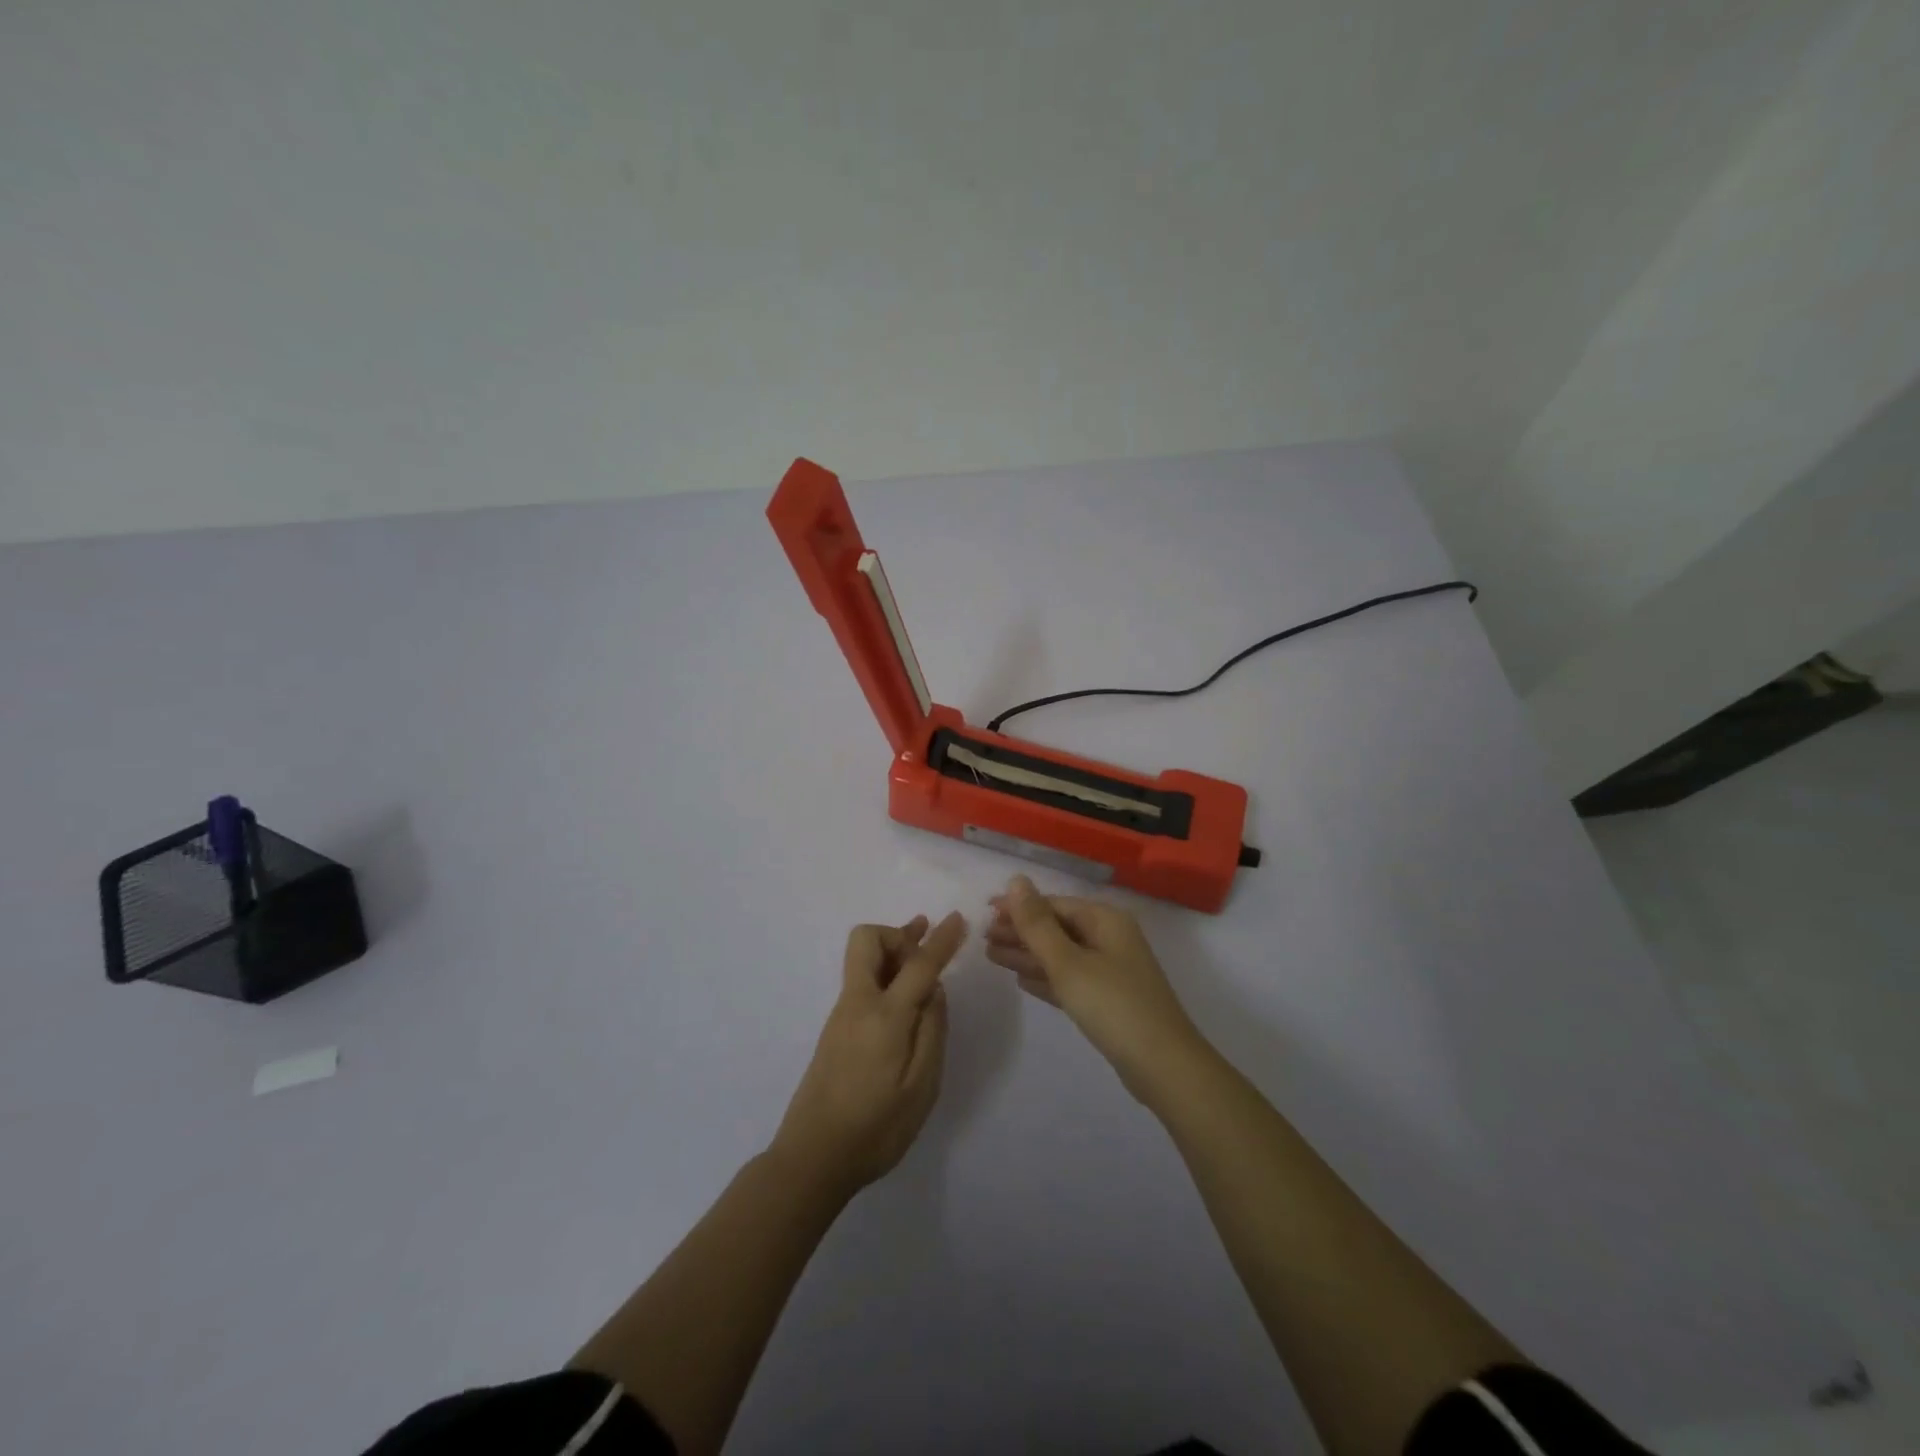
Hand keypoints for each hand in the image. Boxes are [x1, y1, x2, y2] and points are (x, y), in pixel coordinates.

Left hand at [771, 911, 968, 1196]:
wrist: (812, 1159)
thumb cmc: (875, 1128)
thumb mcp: (921, 1086)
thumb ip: (932, 1031)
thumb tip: (933, 990)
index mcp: (884, 1015)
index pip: (918, 964)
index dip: (941, 940)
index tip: (959, 918)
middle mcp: (857, 1003)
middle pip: (867, 940)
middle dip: (899, 933)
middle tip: (926, 941)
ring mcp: (842, 1015)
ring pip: (864, 959)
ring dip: (893, 950)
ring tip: (922, 953)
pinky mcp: (836, 1030)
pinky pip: (862, 981)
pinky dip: (885, 973)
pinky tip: (904, 996)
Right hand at [987, 876, 1205, 1099]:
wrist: (1163, 1066)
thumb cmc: (1112, 1005)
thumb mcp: (1068, 962)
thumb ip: (1038, 923)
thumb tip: (1017, 880)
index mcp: (1105, 920)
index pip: (1053, 904)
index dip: (1018, 908)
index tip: (984, 912)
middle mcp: (1110, 938)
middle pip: (1057, 928)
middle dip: (1021, 932)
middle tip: (982, 939)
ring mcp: (1111, 970)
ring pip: (1061, 955)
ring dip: (1028, 955)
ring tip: (991, 956)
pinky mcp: (1109, 1000)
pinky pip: (1070, 979)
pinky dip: (1046, 977)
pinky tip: (1021, 980)